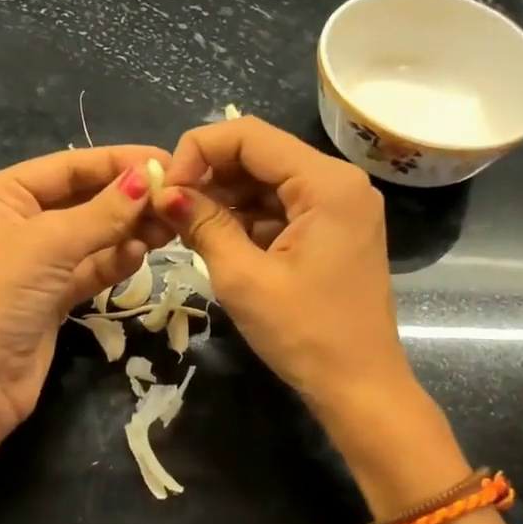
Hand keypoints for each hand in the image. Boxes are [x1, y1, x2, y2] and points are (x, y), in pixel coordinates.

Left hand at [0, 146, 174, 439]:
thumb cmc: (0, 299)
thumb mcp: (49, 245)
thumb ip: (103, 211)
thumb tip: (149, 175)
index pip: (66, 167)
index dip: (116, 162)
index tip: (166, 161)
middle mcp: (14, 221)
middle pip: (81, 199)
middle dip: (126, 199)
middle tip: (176, 198)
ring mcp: (34, 261)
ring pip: (90, 234)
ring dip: (127, 229)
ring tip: (169, 225)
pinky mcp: (51, 295)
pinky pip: (90, 267)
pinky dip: (116, 259)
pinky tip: (142, 252)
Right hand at [158, 117, 411, 415]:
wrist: (359, 388)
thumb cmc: (304, 334)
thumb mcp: (243, 278)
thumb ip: (202, 224)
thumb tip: (163, 191)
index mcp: (327, 183)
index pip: (249, 136)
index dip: (198, 151)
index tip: (167, 188)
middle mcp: (338, 181)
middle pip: (259, 154)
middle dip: (209, 175)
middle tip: (168, 207)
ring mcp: (338, 205)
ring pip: (266, 181)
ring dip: (223, 198)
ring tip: (184, 226)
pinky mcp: (331, 229)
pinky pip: (279, 207)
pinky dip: (244, 218)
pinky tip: (214, 238)